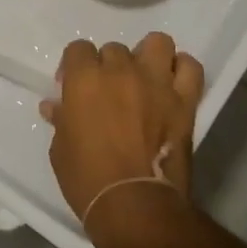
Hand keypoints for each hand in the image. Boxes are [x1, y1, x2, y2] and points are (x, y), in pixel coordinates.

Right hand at [42, 33, 204, 228]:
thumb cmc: (87, 179)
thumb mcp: (61, 150)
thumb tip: (55, 106)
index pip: (78, 49)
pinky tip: (172, 84)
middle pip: (114, 49)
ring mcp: (157, 82)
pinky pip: (190, 68)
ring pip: (157, 43)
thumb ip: (61, 120)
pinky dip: (182, 70)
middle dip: (108, 67)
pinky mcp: (184, 100)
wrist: (134, 204)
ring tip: (144, 79)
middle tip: (108, 94)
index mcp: (85, 79)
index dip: (74, 67)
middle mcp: (121, 70)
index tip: (73, 90)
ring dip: (148, 56)